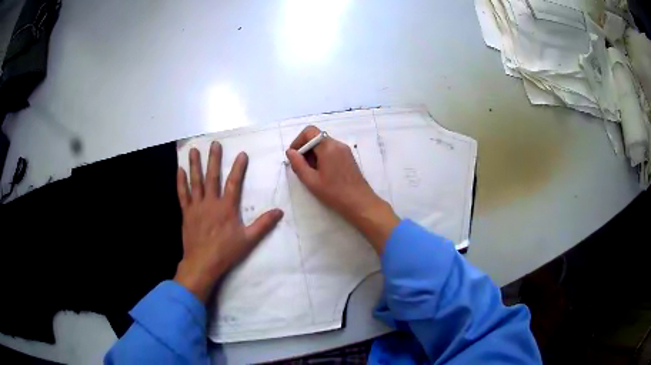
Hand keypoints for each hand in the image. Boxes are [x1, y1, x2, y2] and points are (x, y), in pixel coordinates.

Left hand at [174, 142, 283, 302]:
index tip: (241, 154)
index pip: (234, 183)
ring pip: (195, 182)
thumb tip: (279, 211)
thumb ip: (263, 225)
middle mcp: (211, 202)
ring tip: (193, 150)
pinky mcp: (186, 213)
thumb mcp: (248, 240)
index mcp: (227, 208)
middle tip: (214, 144)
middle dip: (213, 159)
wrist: (202, 263)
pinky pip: (183, 194)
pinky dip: (181, 182)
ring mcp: (197, 206)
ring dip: (194, 165)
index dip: (238, 168)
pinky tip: (179, 170)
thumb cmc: (226, 252)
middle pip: (212, 177)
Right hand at [286, 126, 398, 252]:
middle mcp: (338, 144)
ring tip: (311, 172)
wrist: (360, 203)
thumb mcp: (311, 180)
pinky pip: (331, 150)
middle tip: (301, 167)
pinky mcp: (348, 157)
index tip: (293, 156)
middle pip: (317, 137)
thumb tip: (290, 152)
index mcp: (328, 147)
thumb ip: (298, 164)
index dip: (298, 141)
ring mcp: (345, 150)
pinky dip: (323, 157)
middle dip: (305, 149)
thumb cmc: (334, 193)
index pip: (309, 131)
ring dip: (313, 154)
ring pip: (324, 144)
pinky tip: (322, 173)